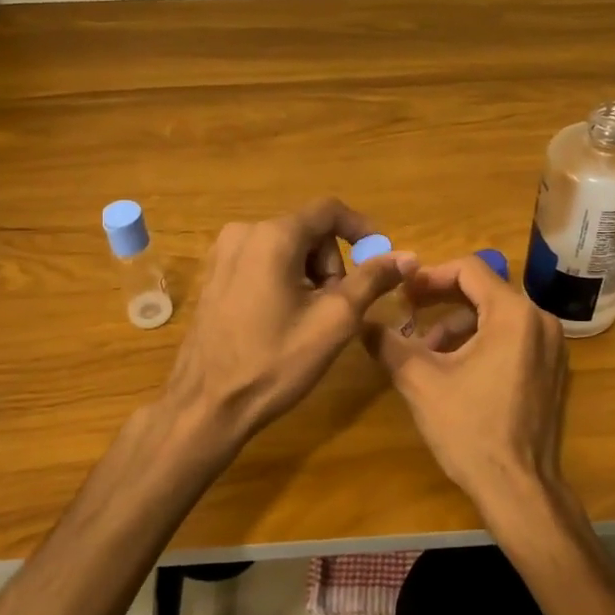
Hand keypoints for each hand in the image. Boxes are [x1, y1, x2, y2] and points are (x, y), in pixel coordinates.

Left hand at [163, 198, 415, 445]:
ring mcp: (222, 253)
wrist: (208, 404)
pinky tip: (281, 319)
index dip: (361, 229)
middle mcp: (243, 232)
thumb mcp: (334, 321)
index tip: (379, 259)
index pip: (329, 210)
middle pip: (308, 231)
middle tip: (336, 308)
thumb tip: (407, 256)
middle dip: (331, 264)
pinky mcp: (213, 275)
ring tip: (308, 320)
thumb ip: (372, 280)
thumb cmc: (275, 361)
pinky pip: (261, 261)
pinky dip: (283, 280)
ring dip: (309, 275)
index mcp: (273, 236)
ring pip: (286, 247)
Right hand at [365, 255, 568, 523]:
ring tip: (426, 350)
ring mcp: (552, 347)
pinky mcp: (552, 370)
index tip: (403, 293)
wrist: (519, 488)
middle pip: (486, 290)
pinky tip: (455, 368)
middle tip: (409, 312)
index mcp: (514, 315)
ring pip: (498, 316)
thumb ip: (388, 344)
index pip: (470, 269)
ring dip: (459, 324)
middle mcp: (540, 321)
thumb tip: (362, 322)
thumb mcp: (420, 382)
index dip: (431, 275)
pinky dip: (482, 341)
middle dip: (443, 300)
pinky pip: (514, 338)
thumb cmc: (470, 429)